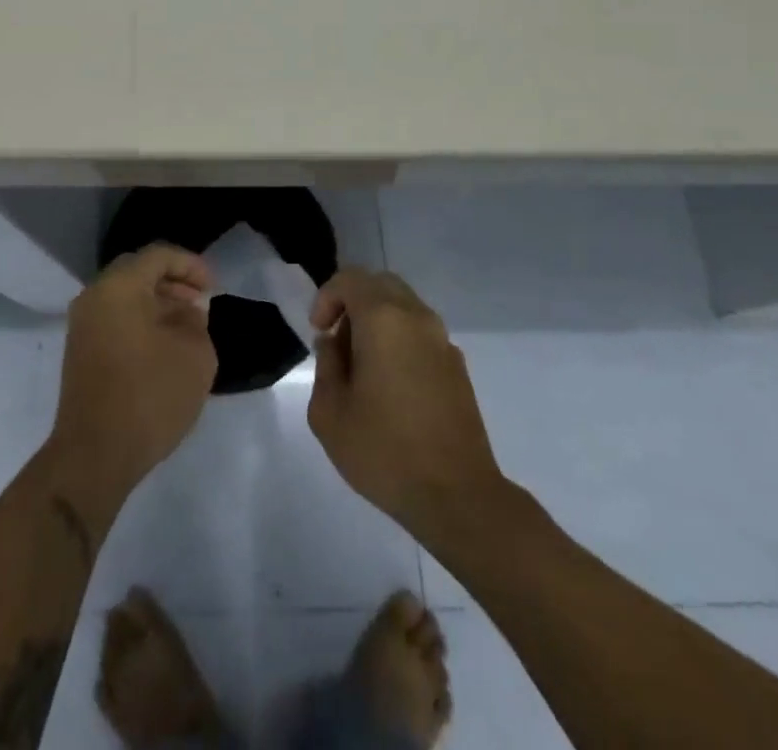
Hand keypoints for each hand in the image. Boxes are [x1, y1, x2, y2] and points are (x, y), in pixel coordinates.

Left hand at [49, 245, 217, 497]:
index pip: (158, 256)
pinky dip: (140, 321)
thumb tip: (187, 312)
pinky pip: (114, 319)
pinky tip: (164, 347)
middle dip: (172, 282)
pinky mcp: (80, 351)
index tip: (213, 288)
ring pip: (124, 296)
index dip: (191, 265)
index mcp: (119, 287)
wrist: (94, 455)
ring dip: (157, 303)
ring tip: (187, 327)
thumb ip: (196, 322)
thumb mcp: (194, 356)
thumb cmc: (149, 397)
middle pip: (137, 272)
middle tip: (200, 302)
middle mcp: (94, 297)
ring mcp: (82, 325)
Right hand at [307, 269, 503, 542]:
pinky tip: (391, 386)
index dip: (327, 297)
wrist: (458, 497)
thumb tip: (334, 345)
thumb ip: (326, 366)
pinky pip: (421, 333)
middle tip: (337, 340)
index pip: (351, 279)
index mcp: (384, 320)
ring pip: (404, 307)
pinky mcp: (458, 367)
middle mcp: (417, 318)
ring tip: (362, 367)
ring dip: (377, 322)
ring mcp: (443, 341)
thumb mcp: (329, 413)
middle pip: (381, 284)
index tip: (318, 331)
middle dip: (353, 302)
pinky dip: (399, 340)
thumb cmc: (385, 452)